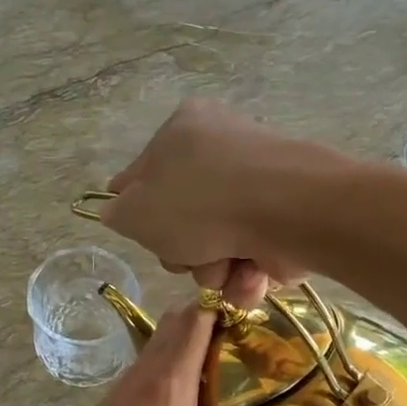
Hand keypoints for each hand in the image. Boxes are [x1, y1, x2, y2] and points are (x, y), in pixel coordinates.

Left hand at [42, 304, 324, 405]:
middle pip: (180, 323)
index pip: (199, 315)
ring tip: (231, 368)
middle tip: (257, 340)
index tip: (263, 306)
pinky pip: (147, 372)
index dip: (229, 299)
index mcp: (170, 381)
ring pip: (161, 347)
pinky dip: (171, 371)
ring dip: (190, 345)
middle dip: (216, 319)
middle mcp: (146, 374)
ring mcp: (123, 390)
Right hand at [101, 100, 335, 307]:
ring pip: (217, 245)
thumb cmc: (199, 203)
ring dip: (214, 270)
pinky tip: (250, 275)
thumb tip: (118, 212)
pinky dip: (247, 274)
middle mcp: (223, 149)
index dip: (137, 211)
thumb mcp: (136, 211)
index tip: (142, 234)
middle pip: (184, 218)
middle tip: (186, 256)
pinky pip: (252, 254)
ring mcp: (259, 185)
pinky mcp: (288, 217)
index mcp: (182, 130)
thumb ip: (118, 214)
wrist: (286, 211)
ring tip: (224, 268)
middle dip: (183, 252)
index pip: (144, 174)